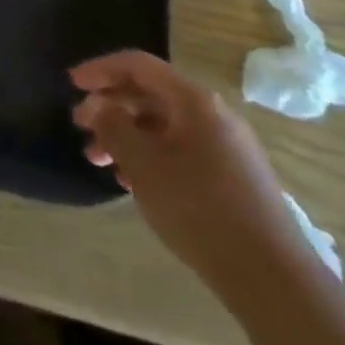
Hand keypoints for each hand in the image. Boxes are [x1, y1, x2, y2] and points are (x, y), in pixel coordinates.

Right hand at [69, 51, 305, 288]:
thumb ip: (114, 127)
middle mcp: (213, 114)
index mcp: (194, 100)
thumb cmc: (199, 209)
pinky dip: (151, 154)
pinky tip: (134, 181)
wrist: (272, 278)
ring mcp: (227, 145)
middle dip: (111, 107)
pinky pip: (181, 148)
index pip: (138, 65)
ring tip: (100, 161)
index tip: (71, 84)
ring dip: (127, 135)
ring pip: (164, 125)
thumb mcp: (143, 165)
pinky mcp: (233, 175)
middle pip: (151, 94)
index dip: (101, 69)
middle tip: (81, 127)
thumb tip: (99, 105)